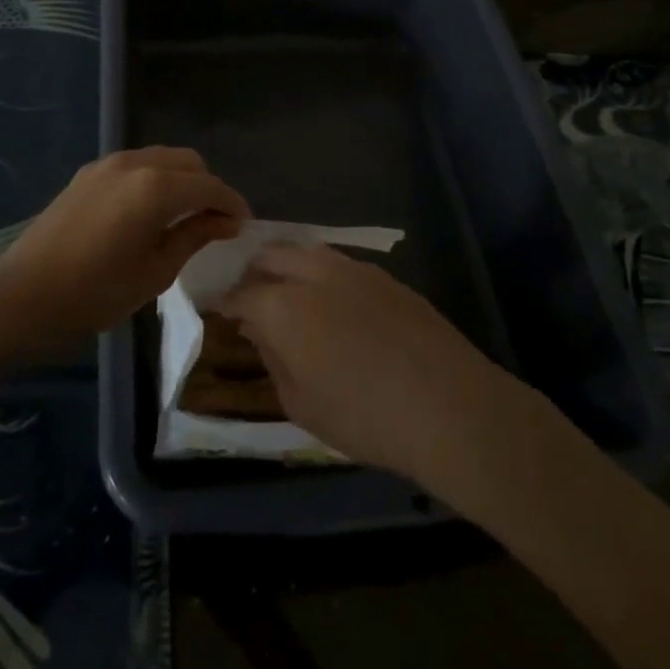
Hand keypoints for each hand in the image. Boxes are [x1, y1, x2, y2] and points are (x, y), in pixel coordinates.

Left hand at [0, 147, 248, 341]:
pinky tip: (151, 210)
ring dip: (182, 180)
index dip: (232, 204)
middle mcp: (134, 163)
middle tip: (215, 223)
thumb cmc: (95, 292)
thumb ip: (194, 236)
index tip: (243, 226)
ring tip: (185, 216)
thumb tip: (226, 221)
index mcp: (156, 187)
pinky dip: (155, 179)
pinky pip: (136, 165)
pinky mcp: (88, 173)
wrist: (23, 295)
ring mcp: (107, 164)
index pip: (210, 186)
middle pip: (189, 162)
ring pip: (162, 158)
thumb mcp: (155, 272)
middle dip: (208, 187)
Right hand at [218, 243, 519, 487]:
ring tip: (290, 294)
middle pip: (271, 255)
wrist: (450, 406)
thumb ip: (272, 359)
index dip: (226, 302)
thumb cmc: (365, 417)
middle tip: (252, 298)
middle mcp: (313, 274)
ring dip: (288, 266)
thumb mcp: (301, 404)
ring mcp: (353, 269)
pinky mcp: (385, 276)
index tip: (220, 311)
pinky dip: (322, 274)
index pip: (241, 293)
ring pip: (306, 251)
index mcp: (283, 306)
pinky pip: (340, 264)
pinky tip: (334, 303)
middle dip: (254, 272)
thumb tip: (259, 331)